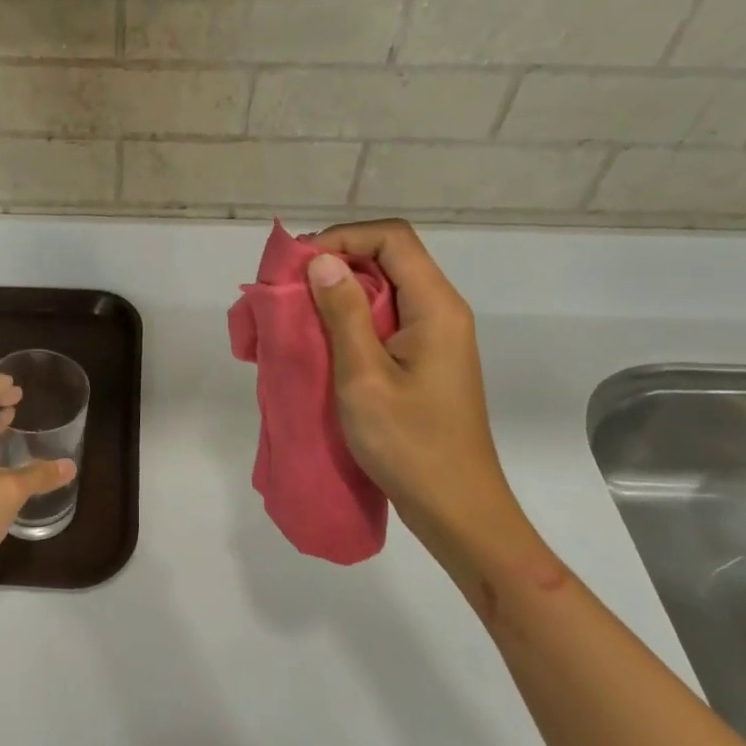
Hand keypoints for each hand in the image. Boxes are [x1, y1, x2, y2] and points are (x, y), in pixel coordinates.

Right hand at [305, 220, 524, 558]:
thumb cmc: (409, 444)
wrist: (455, 507)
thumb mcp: (364, 377)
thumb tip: (322, 261)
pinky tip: (323, 342)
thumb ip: (344, 314)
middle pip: (389, 257)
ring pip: (386, 289)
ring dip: (341, 293)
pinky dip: (351, 320)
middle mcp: (441, 311)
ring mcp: (435, 337)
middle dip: (336, 262)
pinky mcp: (425, 360)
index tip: (300, 266)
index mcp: (435, 307)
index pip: (392, 238)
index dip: (343, 238)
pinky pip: (386, 319)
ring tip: (299, 314)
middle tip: (290, 289)